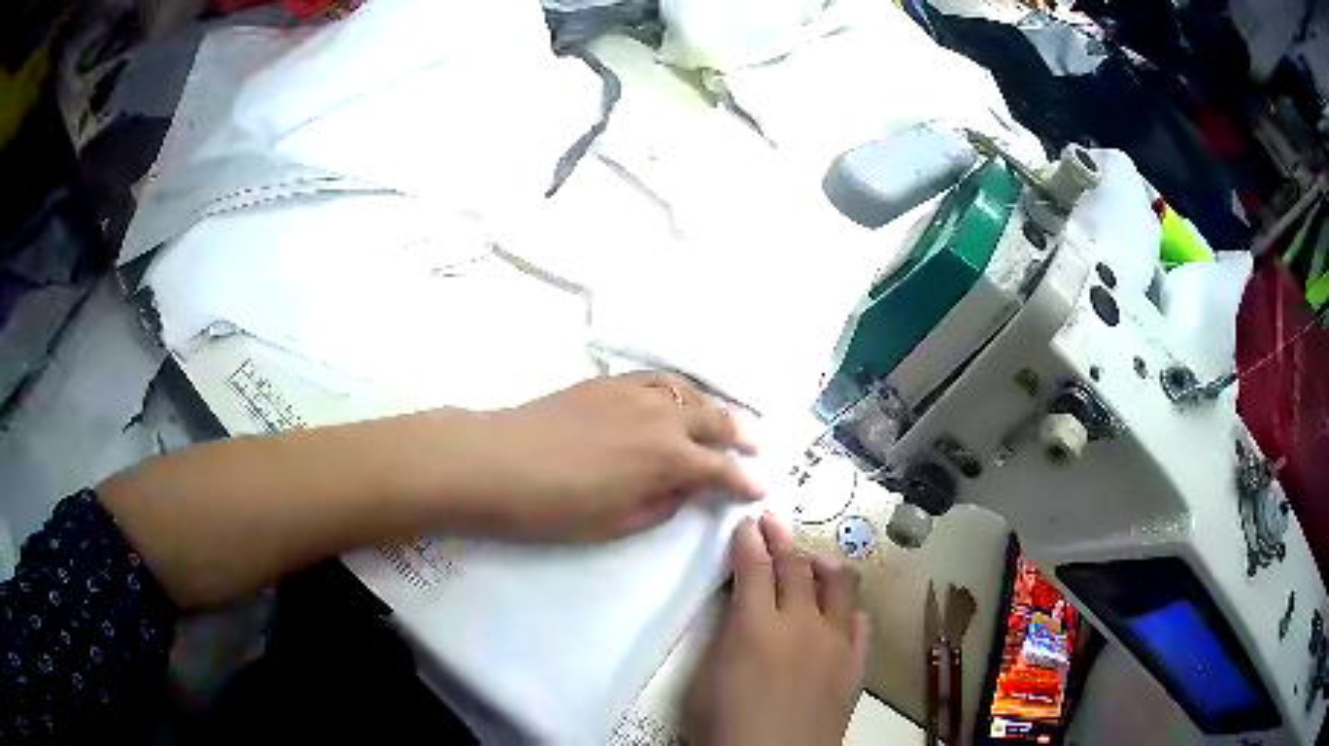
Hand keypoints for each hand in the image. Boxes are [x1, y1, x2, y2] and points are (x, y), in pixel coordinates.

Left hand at [475, 373, 763, 540]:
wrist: (497, 460)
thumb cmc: (555, 506)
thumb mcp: (616, 522)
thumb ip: (661, 504)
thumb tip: (684, 489)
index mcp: (668, 459)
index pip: (720, 469)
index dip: (745, 480)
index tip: (762, 488)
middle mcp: (662, 418)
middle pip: (714, 422)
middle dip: (740, 436)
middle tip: (756, 447)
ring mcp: (635, 393)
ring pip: (690, 394)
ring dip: (714, 408)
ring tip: (726, 419)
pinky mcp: (609, 382)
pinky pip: (658, 378)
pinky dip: (679, 388)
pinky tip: (678, 397)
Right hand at [689, 514, 868, 745]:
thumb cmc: (725, 726)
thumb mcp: (705, 679)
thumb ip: (727, 635)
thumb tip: (740, 609)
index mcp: (756, 627)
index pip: (754, 568)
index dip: (749, 541)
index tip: (747, 524)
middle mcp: (802, 624)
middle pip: (797, 567)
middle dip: (782, 539)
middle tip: (772, 523)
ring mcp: (836, 642)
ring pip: (839, 584)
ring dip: (821, 563)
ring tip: (809, 559)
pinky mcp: (855, 664)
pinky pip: (859, 620)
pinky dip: (847, 606)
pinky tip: (838, 608)